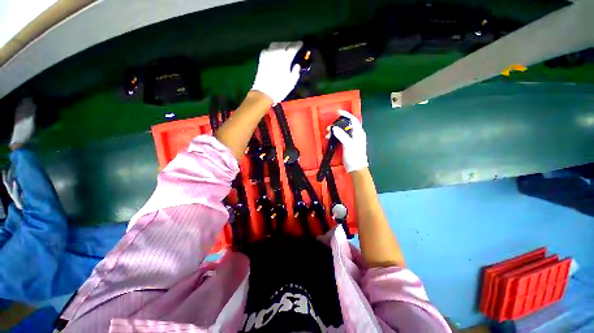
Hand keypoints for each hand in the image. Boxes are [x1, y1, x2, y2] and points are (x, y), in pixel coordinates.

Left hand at [251, 41, 302, 103]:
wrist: (264, 93)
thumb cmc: (279, 89)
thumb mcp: (291, 83)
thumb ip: (296, 72)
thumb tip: (297, 65)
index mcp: (285, 60)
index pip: (292, 48)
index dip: (297, 45)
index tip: (301, 44)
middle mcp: (276, 55)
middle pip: (284, 44)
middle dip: (290, 44)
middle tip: (294, 46)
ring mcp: (268, 56)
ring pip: (275, 44)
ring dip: (281, 44)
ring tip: (284, 48)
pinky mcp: (262, 59)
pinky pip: (268, 49)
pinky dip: (273, 49)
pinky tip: (274, 52)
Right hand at [331, 110, 368, 172]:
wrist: (356, 168)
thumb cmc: (354, 156)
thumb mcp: (348, 145)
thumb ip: (342, 135)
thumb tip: (334, 128)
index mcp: (359, 133)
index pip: (353, 120)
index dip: (346, 115)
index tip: (338, 112)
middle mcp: (356, 135)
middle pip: (347, 125)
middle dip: (338, 124)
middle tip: (330, 127)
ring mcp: (351, 140)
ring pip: (343, 131)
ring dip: (335, 131)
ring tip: (328, 134)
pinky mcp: (347, 145)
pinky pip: (341, 137)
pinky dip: (335, 136)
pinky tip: (330, 138)